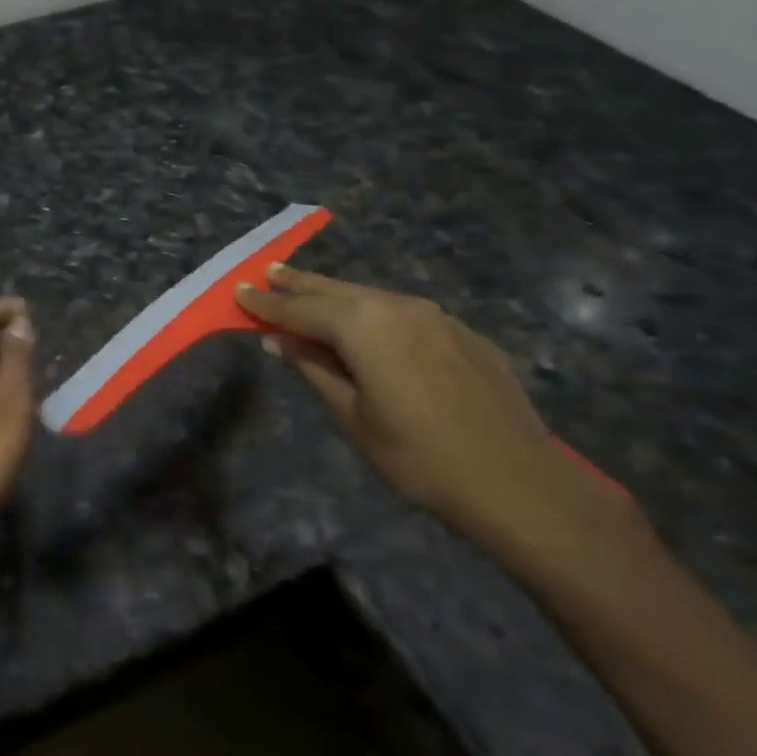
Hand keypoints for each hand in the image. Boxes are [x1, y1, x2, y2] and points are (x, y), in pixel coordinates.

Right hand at [238, 266, 633, 569]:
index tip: (238, 291)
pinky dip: (374, 312)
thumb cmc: (419, 457)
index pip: (299, 309)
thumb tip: (278, 341)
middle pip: (334, 290)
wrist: (518, 483)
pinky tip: (370, 326)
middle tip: (270, 272)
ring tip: (310, 291)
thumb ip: (313, 369)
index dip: (266, 304)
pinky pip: (403, 313)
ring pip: (370, 296)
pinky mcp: (462, 332)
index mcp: (362, 326)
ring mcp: (435, 316)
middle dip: (298, 283)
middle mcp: (395, 306)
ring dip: (336, 295)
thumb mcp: (353, 416)